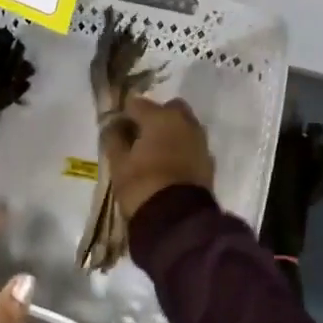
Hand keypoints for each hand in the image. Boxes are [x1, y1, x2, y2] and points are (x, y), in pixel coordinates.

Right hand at [100, 96, 214, 220]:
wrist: (177, 219)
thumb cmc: (142, 185)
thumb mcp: (118, 163)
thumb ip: (114, 138)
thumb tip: (114, 126)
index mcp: (160, 117)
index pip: (137, 104)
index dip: (125, 115)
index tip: (117, 130)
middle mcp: (184, 122)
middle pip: (168, 109)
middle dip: (155, 117)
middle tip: (140, 137)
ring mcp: (200, 141)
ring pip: (184, 126)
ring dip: (171, 132)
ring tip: (155, 153)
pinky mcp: (209, 161)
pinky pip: (192, 145)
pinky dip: (182, 149)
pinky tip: (170, 165)